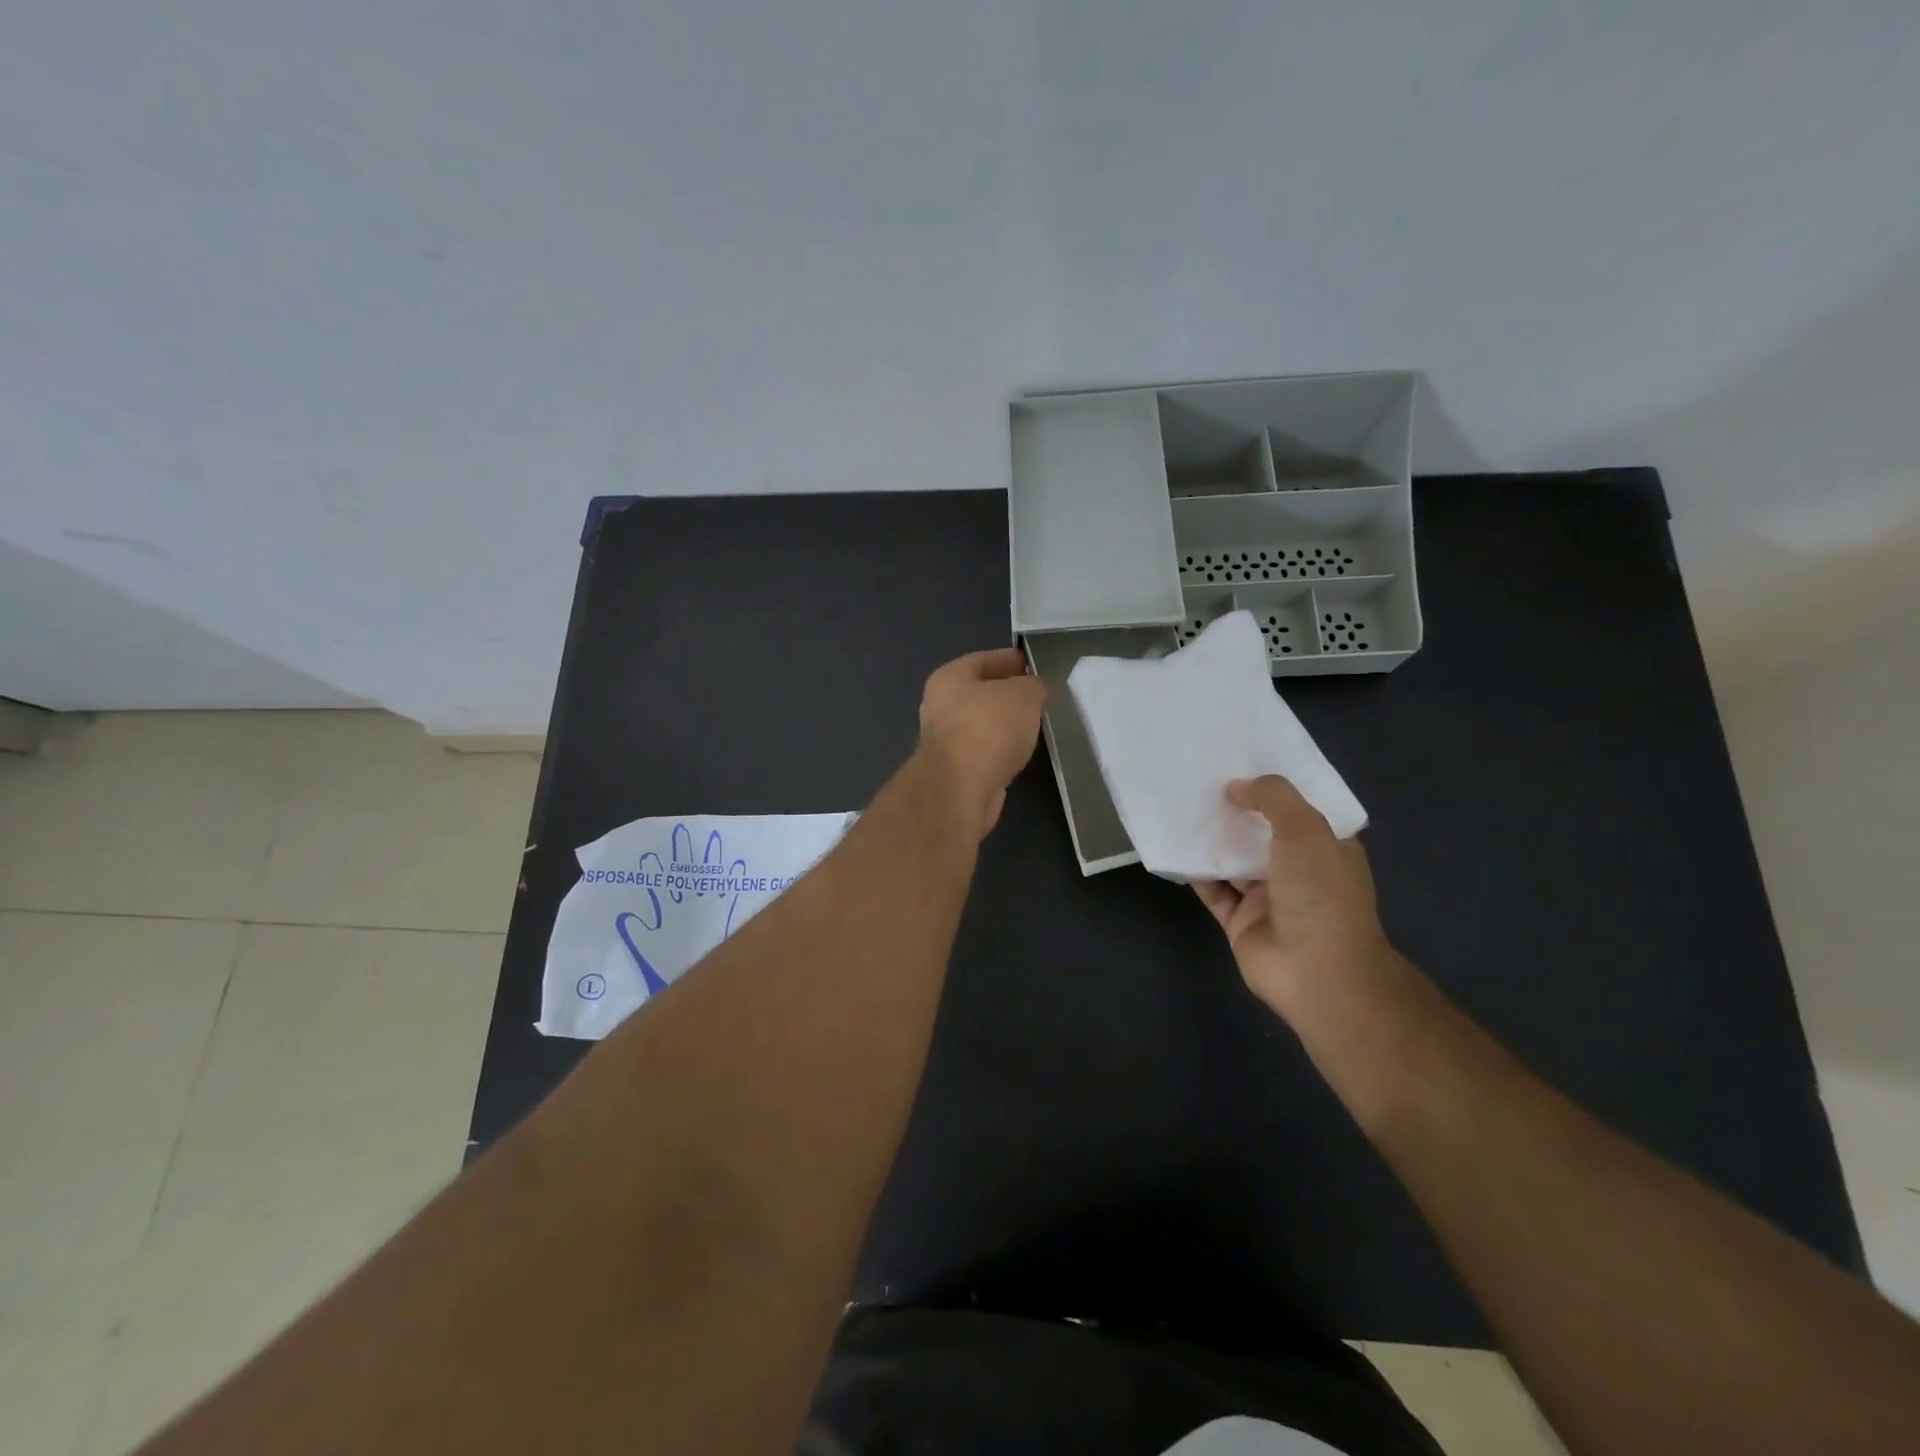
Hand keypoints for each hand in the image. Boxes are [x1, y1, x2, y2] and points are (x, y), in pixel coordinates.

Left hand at [917, 647, 1046, 839]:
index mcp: (948, 678)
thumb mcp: (1023, 694)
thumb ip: (1032, 686)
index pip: (981, 659)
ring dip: (1003, 724)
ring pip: (981, 725)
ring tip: (1033, 723)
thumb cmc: (989, 727)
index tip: (1030, 663)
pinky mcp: (955, 773)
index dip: (1007, 659)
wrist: (962, 787)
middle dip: (1005, 693)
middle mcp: (939, 707)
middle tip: (1036, 695)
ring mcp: (944, 743)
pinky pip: (984, 752)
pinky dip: (1000, 750)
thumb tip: (1033, 690)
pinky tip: (1020, 752)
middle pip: (978, 693)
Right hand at [1194, 776, 1396, 1022]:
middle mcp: (1299, 871)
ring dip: (1212, 840)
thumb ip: (1272, 798)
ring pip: (1234, 861)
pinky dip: (1195, 872)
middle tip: (1201, 779)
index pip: (1300, 810)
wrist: (1316, 971)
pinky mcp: (1240, 921)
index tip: (1241, 762)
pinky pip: (1213, 890)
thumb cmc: (1320, 894)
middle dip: (1237, 810)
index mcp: (1327, 848)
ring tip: (1181, 806)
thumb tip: (1236, 787)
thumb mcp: (1305, 830)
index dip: (1273, 788)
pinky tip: (1174, 848)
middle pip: (1262, 833)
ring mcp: (1269, 898)